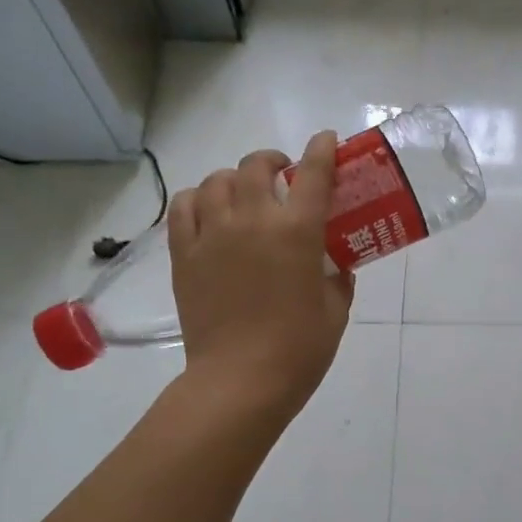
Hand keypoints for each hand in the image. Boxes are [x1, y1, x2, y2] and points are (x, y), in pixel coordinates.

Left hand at [166, 131, 352, 420]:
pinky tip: (209, 212)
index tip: (325, 140)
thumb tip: (336, 265)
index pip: (313, 174)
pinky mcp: (185, 255)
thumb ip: (338, 279)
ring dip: (235, 179)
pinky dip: (198, 200)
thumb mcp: (335, 310)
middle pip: (256, 166)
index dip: (322, 150)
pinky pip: (184, 207)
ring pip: (217, 180)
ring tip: (244, 194)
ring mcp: (212, 235)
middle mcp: (252, 221)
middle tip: (283, 174)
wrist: (240, 380)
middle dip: (273, 161)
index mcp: (297, 232)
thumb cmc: (299, 349)